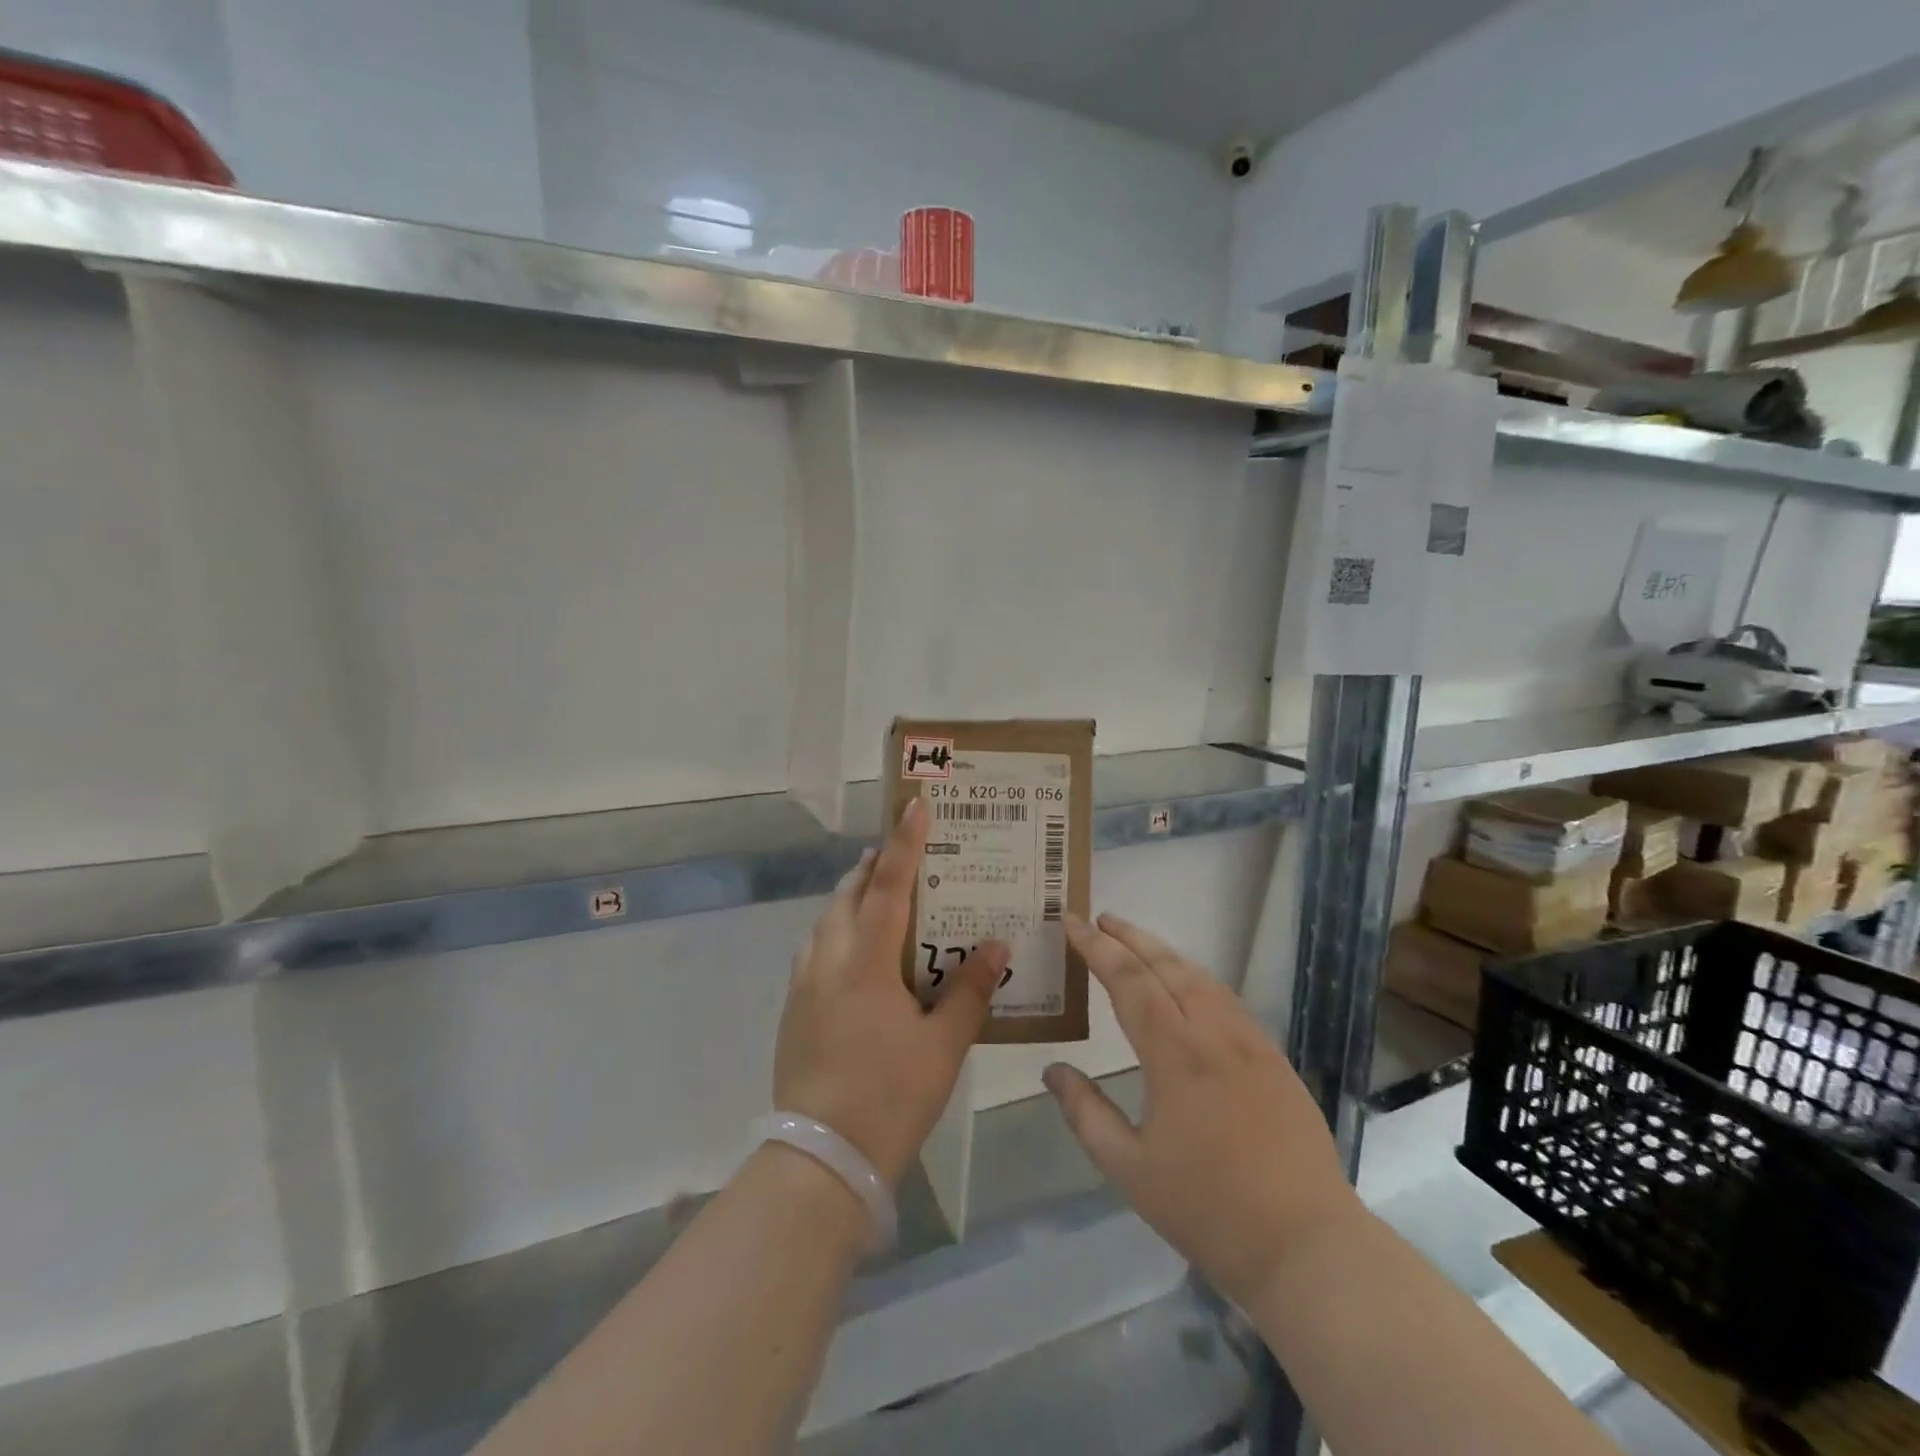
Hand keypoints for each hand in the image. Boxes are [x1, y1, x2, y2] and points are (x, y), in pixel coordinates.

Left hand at [774, 797, 1009, 1187]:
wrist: (820, 1160)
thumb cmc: (890, 1097)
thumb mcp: (944, 1046)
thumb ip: (970, 991)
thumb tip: (997, 946)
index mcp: (865, 963)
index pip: (887, 887)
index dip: (904, 844)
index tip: (915, 806)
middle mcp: (827, 961)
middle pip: (847, 896)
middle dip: (872, 868)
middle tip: (899, 855)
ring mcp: (803, 986)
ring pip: (826, 922)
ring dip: (851, 900)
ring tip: (878, 897)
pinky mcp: (792, 1011)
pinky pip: (816, 951)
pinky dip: (837, 934)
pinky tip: (856, 956)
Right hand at [1044, 914, 1357, 1305]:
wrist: (1306, 1246)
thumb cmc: (1208, 1209)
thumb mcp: (1129, 1168)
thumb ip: (1086, 1113)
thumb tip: (1053, 1070)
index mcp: (1176, 1054)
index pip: (1129, 981)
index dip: (1097, 948)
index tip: (1072, 921)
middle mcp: (1215, 1034)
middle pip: (1167, 966)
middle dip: (1130, 937)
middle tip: (1100, 919)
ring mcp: (1251, 1043)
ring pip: (1201, 978)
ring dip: (1164, 953)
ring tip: (1136, 943)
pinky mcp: (1275, 1060)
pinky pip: (1227, 1000)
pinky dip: (1196, 978)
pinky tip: (1188, 987)